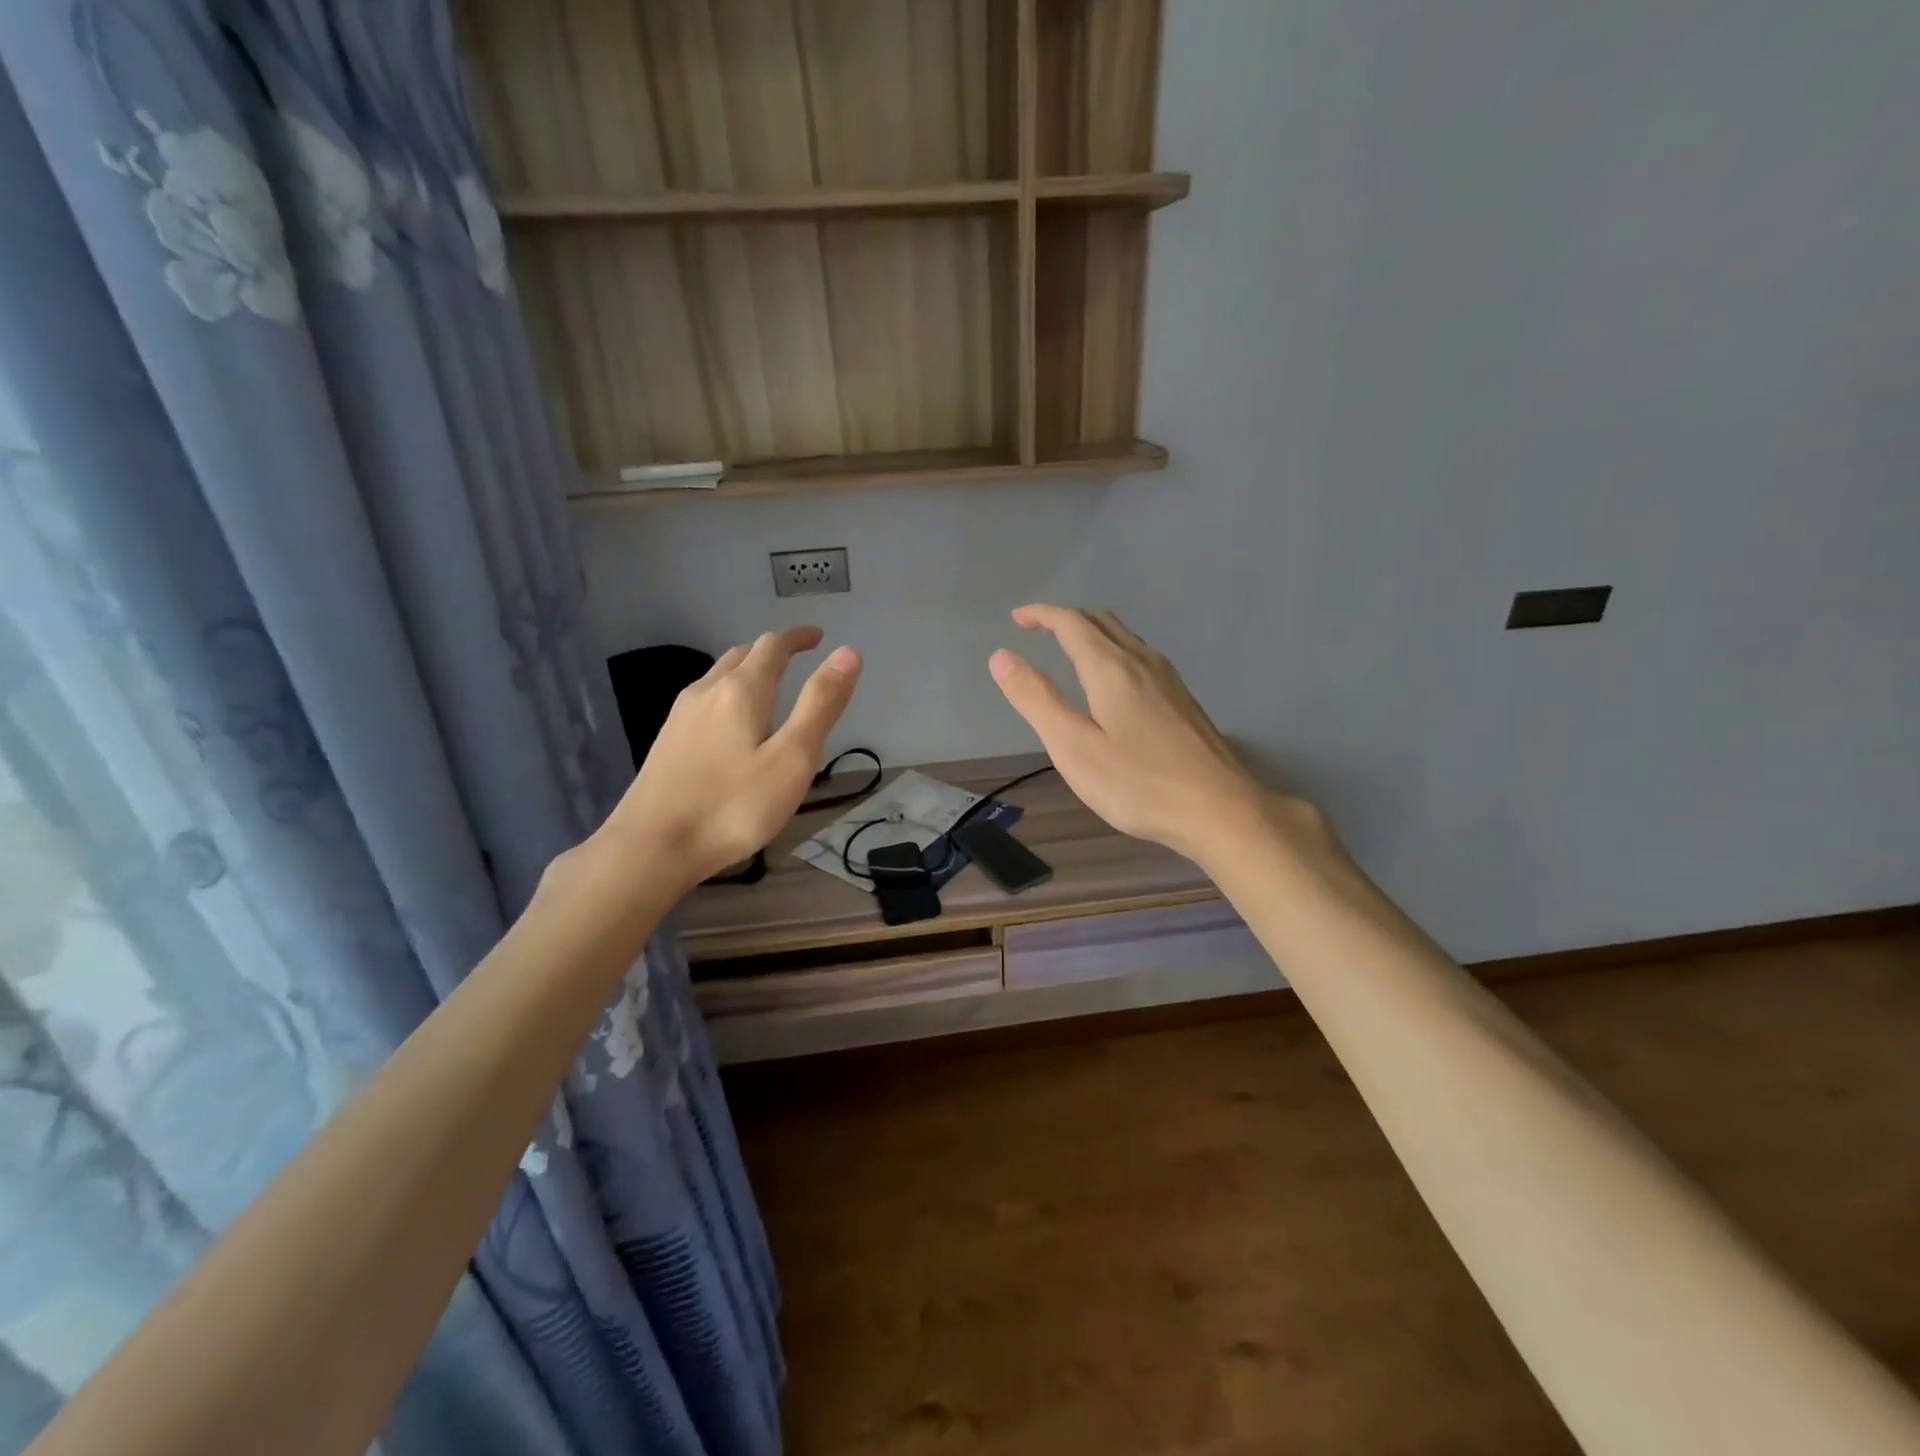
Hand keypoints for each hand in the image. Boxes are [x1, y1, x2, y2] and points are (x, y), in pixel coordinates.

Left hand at [603, 627, 861, 889]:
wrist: (650, 847)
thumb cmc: (733, 806)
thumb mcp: (792, 759)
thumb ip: (820, 705)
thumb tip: (848, 653)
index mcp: (742, 691)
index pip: (773, 646)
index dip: (798, 637)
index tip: (818, 637)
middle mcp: (707, 691)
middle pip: (742, 655)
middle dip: (772, 650)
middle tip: (797, 655)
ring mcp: (680, 716)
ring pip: (718, 676)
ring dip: (747, 669)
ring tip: (768, 682)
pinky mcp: (666, 741)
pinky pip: (704, 699)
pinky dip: (727, 692)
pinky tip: (729, 720)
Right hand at [989, 605, 1287, 860]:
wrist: (1220, 809)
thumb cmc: (1138, 783)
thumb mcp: (1073, 747)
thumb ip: (1036, 699)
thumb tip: (1001, 657)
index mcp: (1111, 668)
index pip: (1071, 623)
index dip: (1041, 614)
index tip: (1017, 617)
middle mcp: (1142, 661)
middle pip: (1101, 622)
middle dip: (1065, 618)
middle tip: (1037, 628)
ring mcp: (1169, 679)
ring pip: (1125, 637)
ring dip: (1092, 632)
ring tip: (1069, 647)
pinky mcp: (1183, 700)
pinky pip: (1140, 656)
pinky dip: (1114, 651)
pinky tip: (1113, 680)